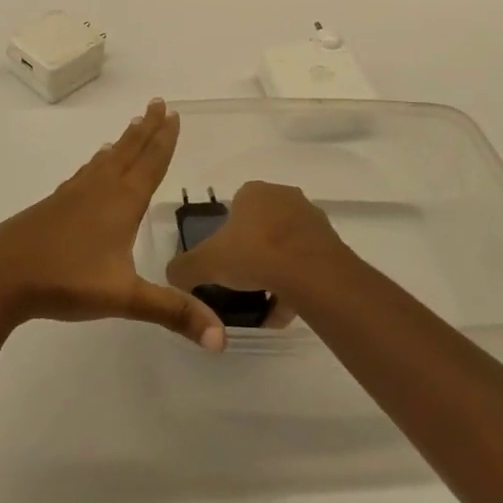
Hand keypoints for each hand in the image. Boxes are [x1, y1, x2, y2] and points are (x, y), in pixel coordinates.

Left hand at [0, 100, 223, 348]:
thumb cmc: (65, 280)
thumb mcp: (124, 299)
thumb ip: (172, 313)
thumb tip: (221, 339)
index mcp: (121, 203)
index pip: (150, 164)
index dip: (163, 139)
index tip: (172, 112)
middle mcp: (99, 190)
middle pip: (128, 152)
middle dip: (146, 128)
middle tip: (157, 102)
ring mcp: (73, 195)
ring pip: (105, 160)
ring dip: (123, 142)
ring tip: (132, 126)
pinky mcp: (54, 205)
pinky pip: (85, 173)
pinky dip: (96, 162)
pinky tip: (92, 166)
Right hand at [165, 181, 347, 316]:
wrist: (311, 273)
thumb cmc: (254, 254)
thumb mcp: (206, 263)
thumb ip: (184, 268)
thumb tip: (171, 276)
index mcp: (255, 191)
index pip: (236, 205)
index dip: (227, 232)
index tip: (223, 258)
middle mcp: (285, 197)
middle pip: (262, 224)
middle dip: (253, 249)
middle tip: (241, 278)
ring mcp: (311, 220)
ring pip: (286, 245)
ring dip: (275, 268)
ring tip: (262, 300)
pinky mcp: (331, 245)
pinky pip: (306, 265)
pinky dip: (294, 285)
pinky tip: (282, 311)